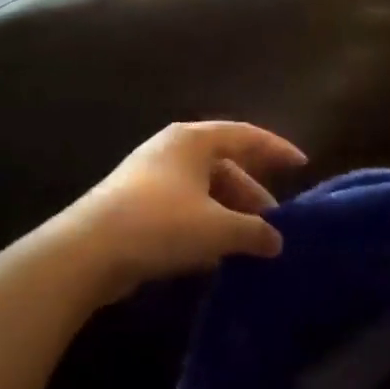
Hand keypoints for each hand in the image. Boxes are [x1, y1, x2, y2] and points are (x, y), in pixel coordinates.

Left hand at [57, 121, 306, 303]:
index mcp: (193, 140)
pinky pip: (184, 207)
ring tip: (250, 242)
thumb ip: (253, 231)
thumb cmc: (160, 224)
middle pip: (224, 164)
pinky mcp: (136, 204)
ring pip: (204, 189)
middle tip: (275, 222)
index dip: (276, 149)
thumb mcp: (217, 227)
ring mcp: (151, 176)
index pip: (246, 135)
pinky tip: (217, 252)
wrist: (87, 251)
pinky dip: (205, 223)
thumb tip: (277, 240)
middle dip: (252, 192)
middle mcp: (172, 149)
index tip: (302, 165)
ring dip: (229, 212)